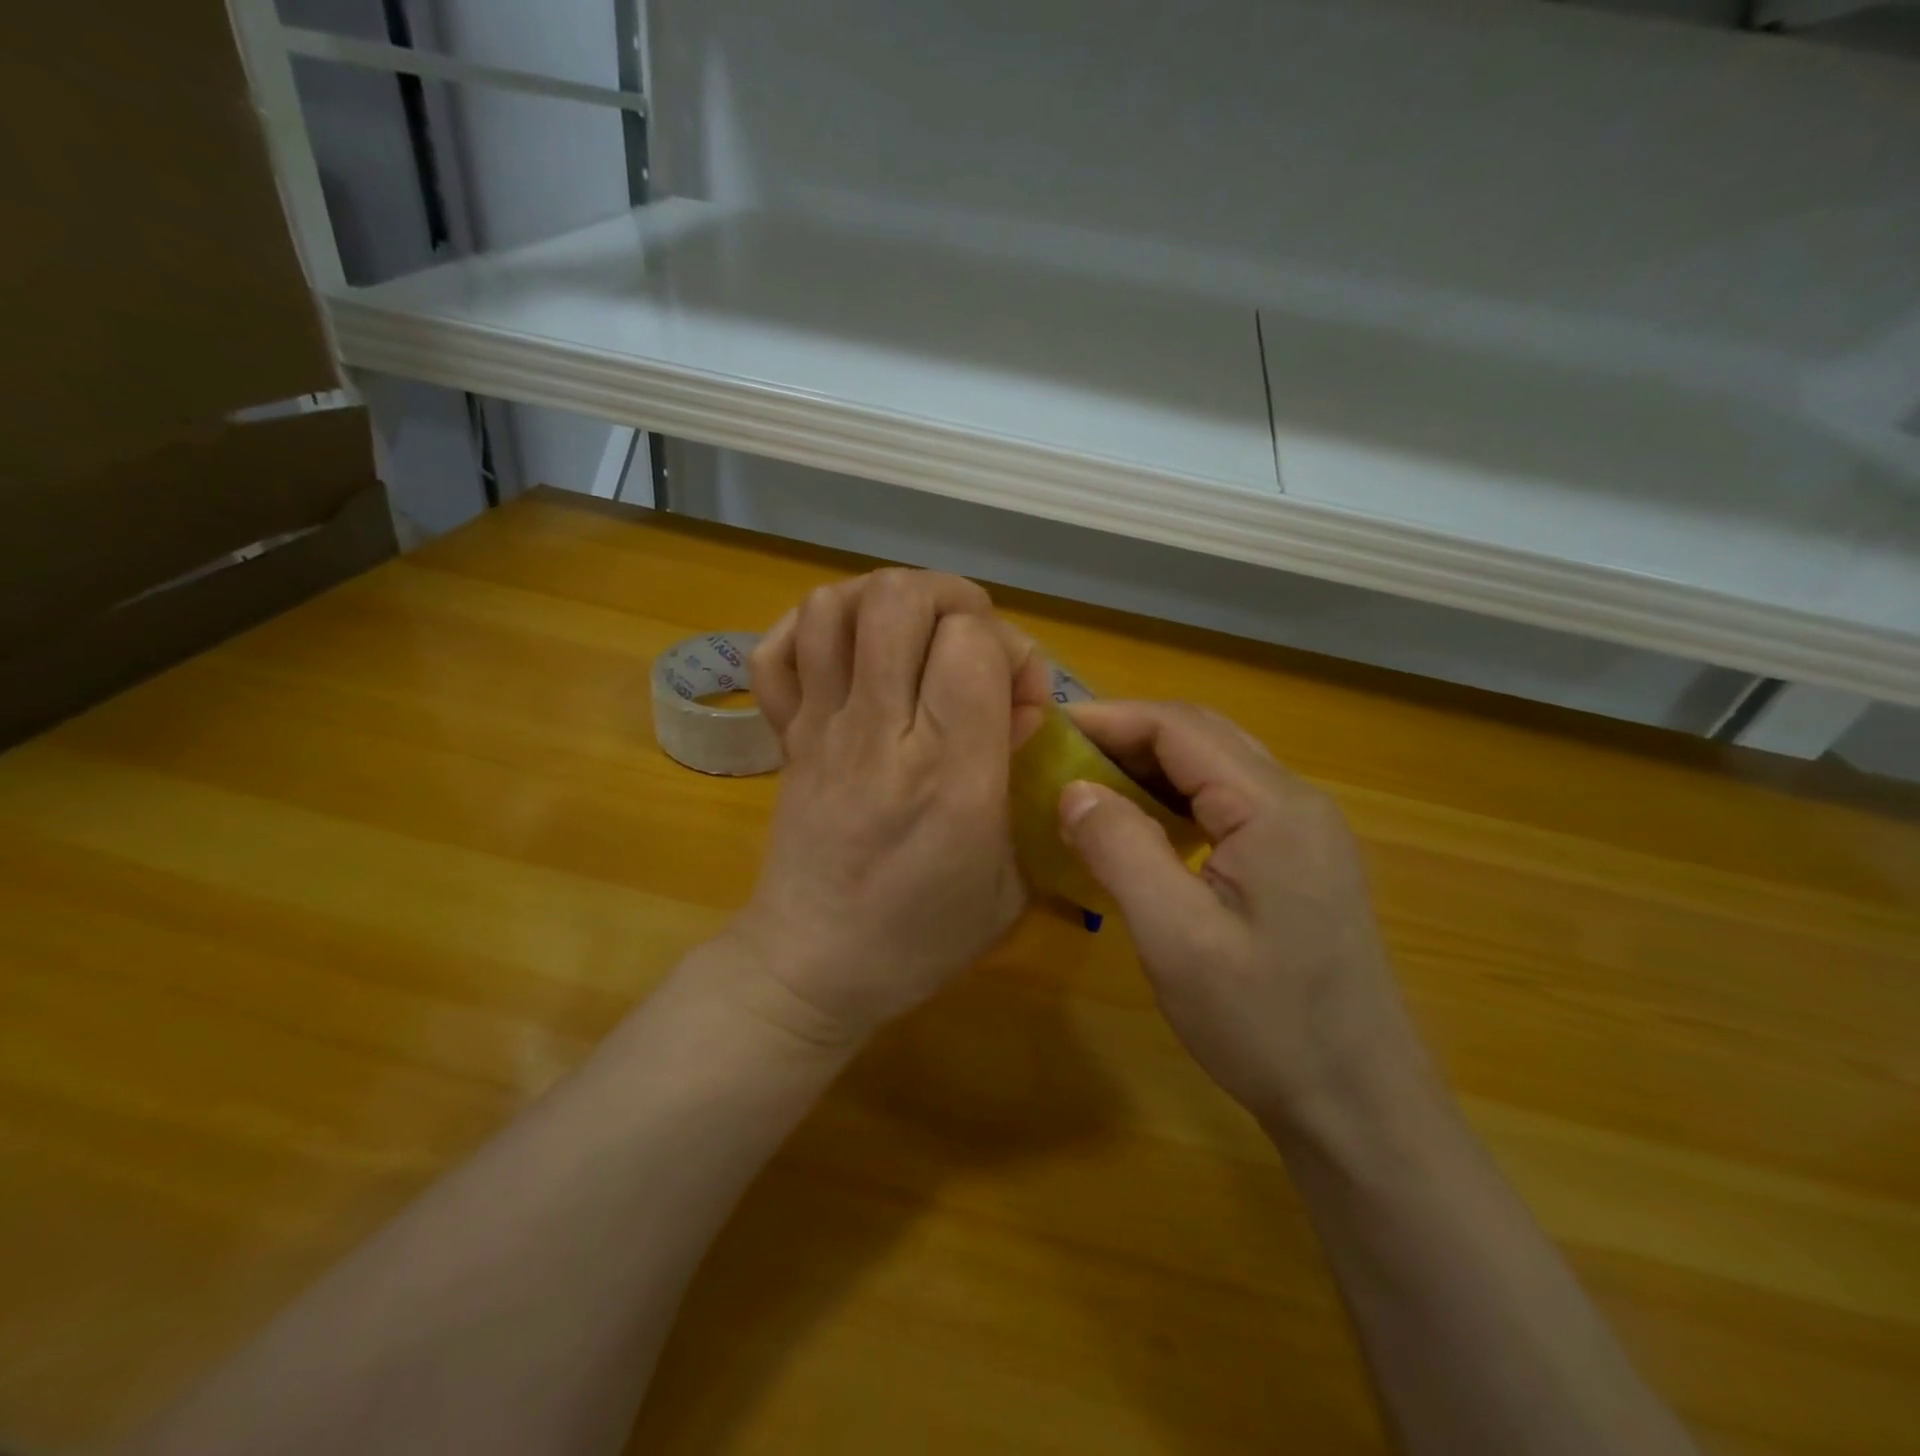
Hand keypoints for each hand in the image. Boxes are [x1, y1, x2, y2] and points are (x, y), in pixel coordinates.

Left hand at [728, 569, 1049, 1044]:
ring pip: (834, 608)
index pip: (972, 645)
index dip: (1010, 649)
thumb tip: (1020, 709)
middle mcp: (878, 735)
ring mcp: (819, 729)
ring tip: (915, 637)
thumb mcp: (1009, 882)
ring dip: (884, 601)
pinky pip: (775, 651)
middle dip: (950, 599)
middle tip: (970, 643)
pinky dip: (811, 630)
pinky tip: (848, 655)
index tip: (1019, 699)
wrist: (810, 968)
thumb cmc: (921, 938)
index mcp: (948, 777)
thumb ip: (1026, 786)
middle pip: (898, 601)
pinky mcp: (784, 736)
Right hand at [1058, 701, 1431, 1134]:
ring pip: (1216, 767)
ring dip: (1151, 767)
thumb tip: (1073, 789)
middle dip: (1127, 736)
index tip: (1046, 732)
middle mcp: (1297, 801)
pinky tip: (1145, 830)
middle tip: (1060, 759)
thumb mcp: (1176, 938)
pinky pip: (1230, 802)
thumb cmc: (1265, 1024)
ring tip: (1090, 788)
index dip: (1108, 719)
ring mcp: (1306, 830)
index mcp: (1273, 806)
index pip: (1179, 727)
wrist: (1358, 1103)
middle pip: (1201, 736)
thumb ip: (1120, 850)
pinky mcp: (1301, 859)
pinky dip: (1177, 799)